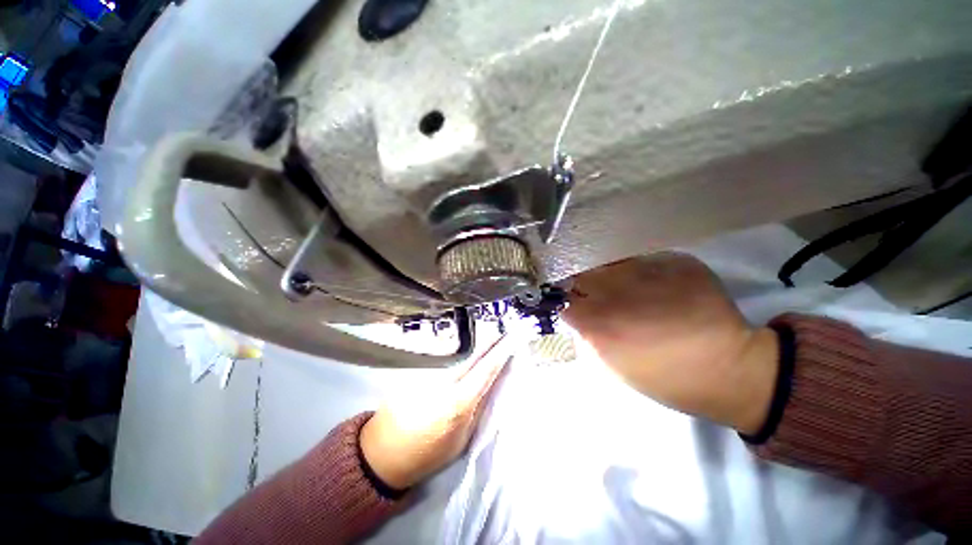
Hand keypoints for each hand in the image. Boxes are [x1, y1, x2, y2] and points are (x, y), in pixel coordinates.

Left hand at [359, 335, 513, 489]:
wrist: (382, 454)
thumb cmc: (426, 455)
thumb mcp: (460, 440)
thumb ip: (476, 411)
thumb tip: (489, 387)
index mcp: (457, 403)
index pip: (485, 371)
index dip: (500, 354)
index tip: (511, 339)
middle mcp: (443, 383)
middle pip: (472, 359)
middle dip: (489, 344)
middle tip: (502, 332)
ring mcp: (427, 376)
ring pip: (457, 362)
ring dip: (473, 354)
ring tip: (488, 344)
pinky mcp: (416, 374)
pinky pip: (443, 367)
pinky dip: (455, 364)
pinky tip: (458, 365)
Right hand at [563, 252, 778, 433]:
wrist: (730, 368)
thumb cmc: (664, 377)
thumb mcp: (612, 366)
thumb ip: (586, 334)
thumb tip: (573, 311)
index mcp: (599, 324)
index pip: (563, 299)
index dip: (564, 300)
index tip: (569, 302)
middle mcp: (616, 292)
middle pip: (582, 275)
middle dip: (582, 283)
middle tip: (594, 293)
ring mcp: (647, 271)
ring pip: (609, 263)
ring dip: (608, 274)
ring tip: (623, 287)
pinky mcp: (675, 261)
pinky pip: (640, 259)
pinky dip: (637, 269)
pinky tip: (650, 284)